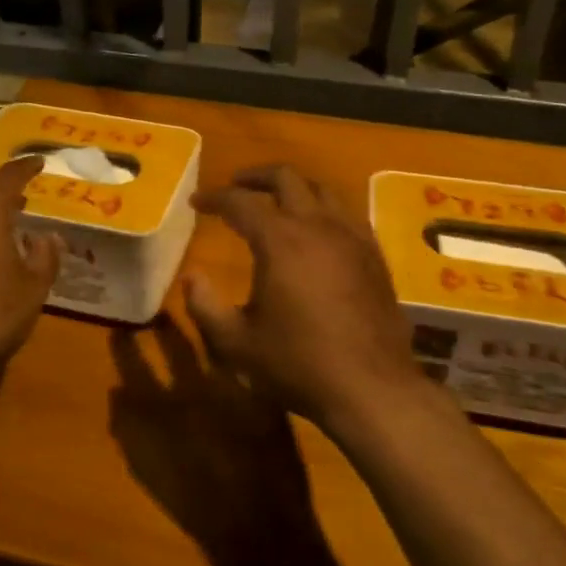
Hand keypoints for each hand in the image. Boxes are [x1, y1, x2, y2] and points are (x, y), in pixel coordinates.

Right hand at [183, 164, 423, 429]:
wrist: (371, 388)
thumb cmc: (298, 364)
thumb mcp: (236, 342)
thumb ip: (204, 306)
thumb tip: (190, 277)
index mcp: (280, 240)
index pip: (240, 202)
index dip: (214, 198)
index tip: (197, 202)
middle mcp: (317, 225)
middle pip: (286, 178)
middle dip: (255, 176)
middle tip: (236, 186)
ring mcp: (352, 237)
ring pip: (322, 190)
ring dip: (293, 188)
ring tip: (276, 202)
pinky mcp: (374, 255)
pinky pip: (347, 214)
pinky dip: (324, 210)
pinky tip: (318, 231)